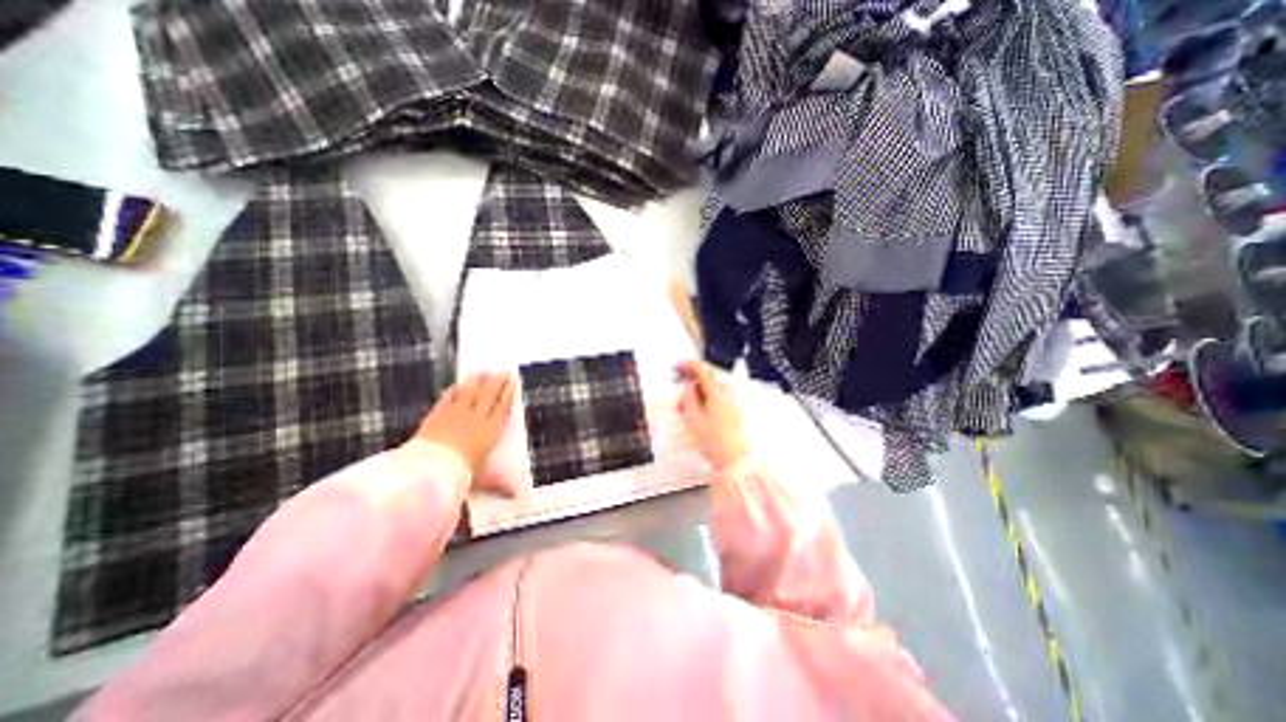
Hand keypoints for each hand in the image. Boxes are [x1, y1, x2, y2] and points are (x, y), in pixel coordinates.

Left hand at [412, 374, 511, 487]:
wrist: (430, 470)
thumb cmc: (460, 474)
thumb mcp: (482, 480)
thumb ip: (499, 485)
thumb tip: (517, 496)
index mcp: (490, 430)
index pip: (502, 407)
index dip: (508, 393)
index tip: (513, 381)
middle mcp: (475, 418)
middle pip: (488, 395)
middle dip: (496, 381)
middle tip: (502, 370)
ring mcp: (455, 414)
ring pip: (469, 392)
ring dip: (477, 381)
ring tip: (483, 371)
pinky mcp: (437, 416)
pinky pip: (448, 398)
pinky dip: (454, 390)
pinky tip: (457, 385)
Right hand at [677, 358, 749, 469]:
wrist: (735, 458)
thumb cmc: (715, 440)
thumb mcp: (693, 418)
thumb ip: (689, 397)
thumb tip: (688, 386)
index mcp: (717, 392)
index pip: (702, 370)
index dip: (689, 365)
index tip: (679, 364)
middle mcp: (728, 393)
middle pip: (710, 377)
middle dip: (695, 381)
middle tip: (684, 389)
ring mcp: (735, 400)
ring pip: (715, 387)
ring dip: (703, 390)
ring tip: (692, 406)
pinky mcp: (737, 409)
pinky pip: (721, 396)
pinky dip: (711, 398)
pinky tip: (704, 411)